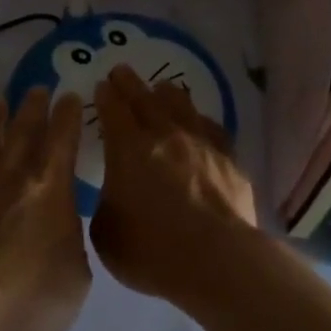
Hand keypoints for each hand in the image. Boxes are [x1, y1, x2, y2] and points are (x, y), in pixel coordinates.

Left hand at [0, 89, 91, 330]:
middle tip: (36, 88)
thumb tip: (59, 237)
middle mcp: (9, 178)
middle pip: (22, 131)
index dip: (67, 116)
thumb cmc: (29, 297)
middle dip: (32, 107)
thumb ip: (70, 248)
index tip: (69, 95)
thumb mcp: (75, 279)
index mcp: (49, 188)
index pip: (63, 139)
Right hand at [90, 66, 258, 301]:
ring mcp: (200, 143)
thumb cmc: (152, 251)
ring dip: (166, 94)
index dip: (106, 96)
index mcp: (128, 149)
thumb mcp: (106, 234)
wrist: (217, 260)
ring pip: (181, 106)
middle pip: (144, 99)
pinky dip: (199, 121)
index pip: (113, 111)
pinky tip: (200, 122)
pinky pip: (211, 128)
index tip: (102, 85)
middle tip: (122, 70)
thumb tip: (114, 195)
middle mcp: (164, 135)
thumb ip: (106, 205)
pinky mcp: (228, 158)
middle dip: (130, 83)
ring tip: (161, 87)